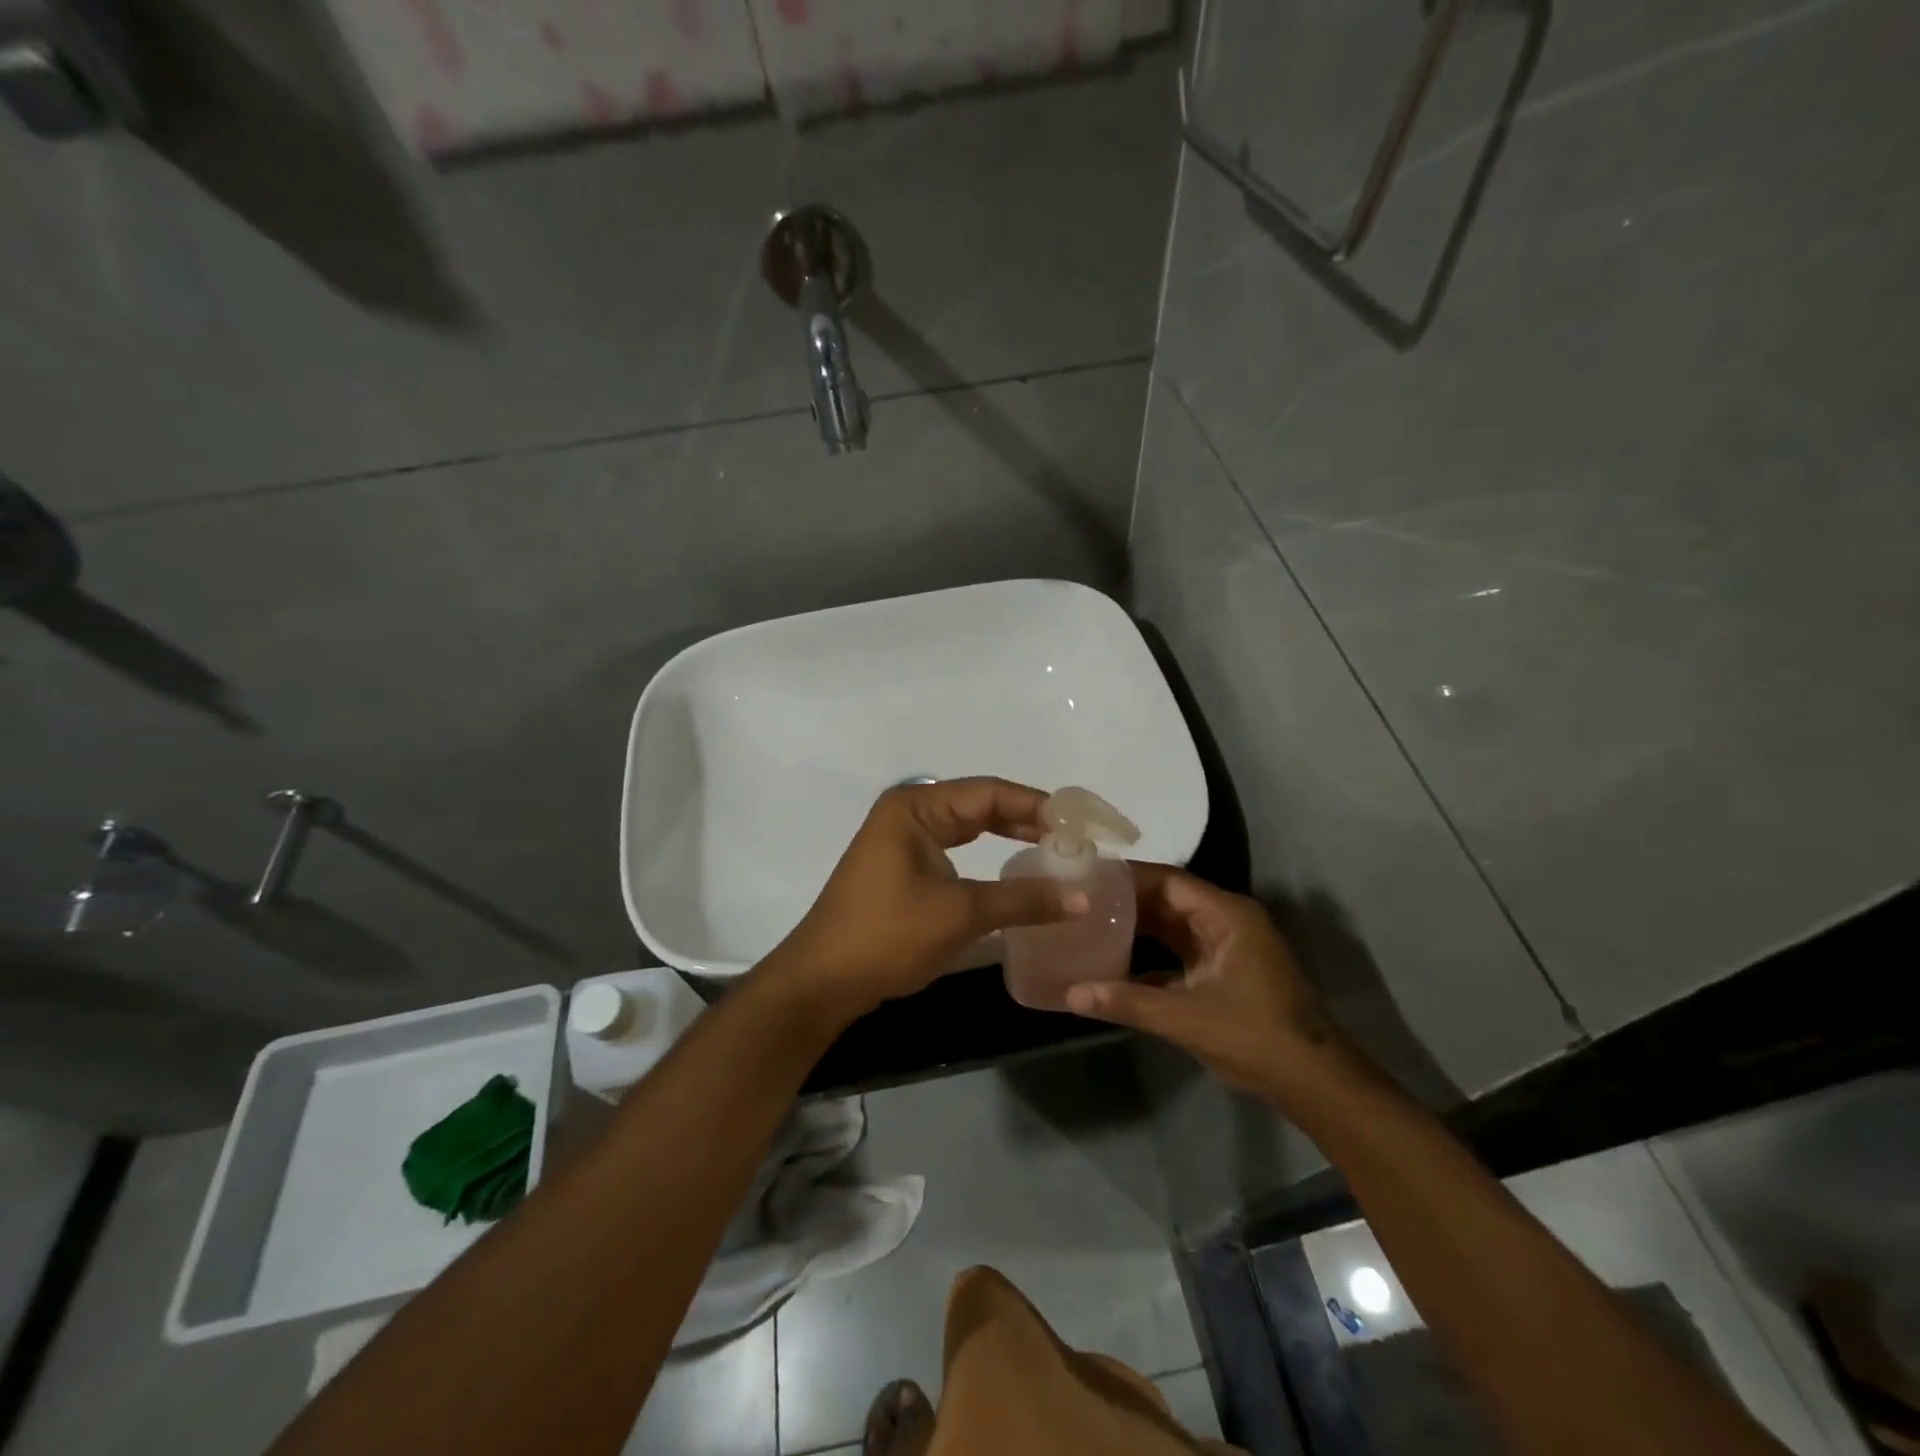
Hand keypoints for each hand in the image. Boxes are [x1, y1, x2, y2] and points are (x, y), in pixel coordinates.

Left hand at [767, 778, 1087, 1021]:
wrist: (823, 980)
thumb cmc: (888, 935)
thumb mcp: (961, 914)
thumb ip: (1023, 899)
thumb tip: (1085, 899)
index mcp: (916, 806)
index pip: (989, 793)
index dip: (1037, 806)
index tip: (1080, 824)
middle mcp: (910, 812)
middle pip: (980, 804)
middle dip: (1027, 819)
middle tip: (1074, 837)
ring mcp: (904, 839)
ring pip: (969, 826)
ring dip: (1010, 835)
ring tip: (1055, 848)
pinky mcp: (904, 865)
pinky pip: (956, 848)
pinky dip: (988, 855)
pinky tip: (1015, 865)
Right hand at [1065, 865, 1355, 1105]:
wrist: (1313, 1082)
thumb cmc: (1256, 1036)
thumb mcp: (1187, 1018)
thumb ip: (1127, 1001)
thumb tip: (1070, 992)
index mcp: (1226, 915)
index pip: (1168, 881)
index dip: (1127, 878)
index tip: (1087, 878)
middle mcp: (1226, 921)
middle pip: (1168, 900)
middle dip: (1126, 902)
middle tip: (1079, 901)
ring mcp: (1226, 948)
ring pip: (1171, 926)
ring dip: (1135, 928)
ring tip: (1089, 925)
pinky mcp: (1223, 973)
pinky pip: (1178, 952)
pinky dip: (1148, 956)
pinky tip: (1113, 965)